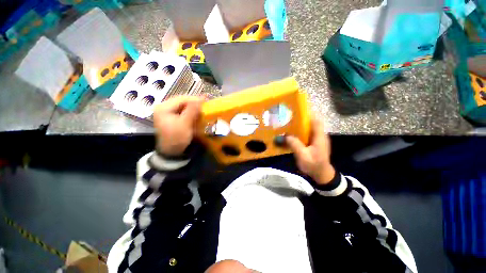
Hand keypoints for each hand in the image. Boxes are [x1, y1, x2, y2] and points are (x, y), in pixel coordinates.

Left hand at [153, 96, 204, 155]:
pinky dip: (191, 112)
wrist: (172, 152)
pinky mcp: (173, 117)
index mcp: (163, 107)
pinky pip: (183, 111)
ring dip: (194, 107)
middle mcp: (164, 107)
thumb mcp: (185, 124)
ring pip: (184, 106)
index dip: (194, 99)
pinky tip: (197, 114)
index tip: (206, 100)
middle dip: (194, 103)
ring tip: (203, 109)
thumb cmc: (177, 138)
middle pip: (182, 101)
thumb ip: (192, 110)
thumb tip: (200, 99)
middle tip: (205, 104)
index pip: (181, 99)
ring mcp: (168, 112)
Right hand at [286, 116, 335, 184]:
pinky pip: (306, 135)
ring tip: (288, 124)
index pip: (316, 121)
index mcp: (319, 137)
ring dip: (299, 126)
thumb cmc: (314, 165)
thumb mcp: (303, 156)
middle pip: (311, 123)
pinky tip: (291, 134)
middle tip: (289, 118)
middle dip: (301, 119)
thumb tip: (285, 135)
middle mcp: (319, 136)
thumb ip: (295, 144)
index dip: (308, 115)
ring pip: (308, 129)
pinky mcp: (313, 143)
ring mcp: (317, 140)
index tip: (297, 111)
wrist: (321, 175)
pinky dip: (299, 133)